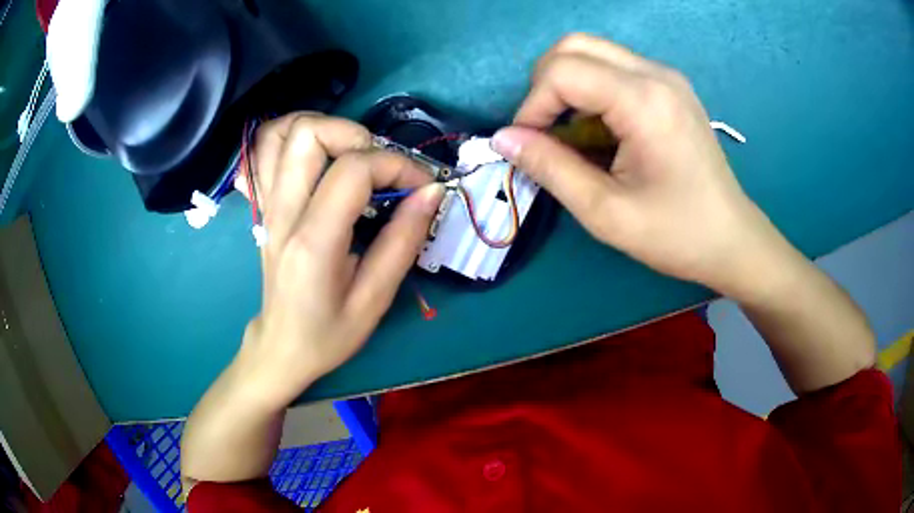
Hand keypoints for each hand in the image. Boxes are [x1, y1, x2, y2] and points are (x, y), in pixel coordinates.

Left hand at [235, 113, 443, 406]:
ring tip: (352, 153)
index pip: (354, 169)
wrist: (281, 347)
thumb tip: (431, 191)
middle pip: (308, 134)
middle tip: (381, 165)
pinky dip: (293, 137)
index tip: (421, 185)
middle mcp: (283, 213)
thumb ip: (403, 240)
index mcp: (313, 242)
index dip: (397, 165)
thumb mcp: (376, 299)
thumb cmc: (328, 333)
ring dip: (324, 128)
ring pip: (282, 132)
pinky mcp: (264, 205)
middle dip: (357, 135)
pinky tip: (318, 155)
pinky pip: (266, 150)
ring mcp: (267, 206)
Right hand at [492, 34, 782, 297]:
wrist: (731, 239)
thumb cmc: (675, 234)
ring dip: (568, 87)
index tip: (529, 144)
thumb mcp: (605, 212)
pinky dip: (592, 92)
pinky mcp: (670, 87)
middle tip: (546, 131)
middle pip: (574, 46)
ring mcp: (666, 76)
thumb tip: (503, 138)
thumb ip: (549, 168)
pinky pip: (614, 68)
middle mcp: (655, 73)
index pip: (562, 70)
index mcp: (644, 101)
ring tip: (574, 135)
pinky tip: (602, 131)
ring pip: (593, 53)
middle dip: (545, 85)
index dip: (532, 104)